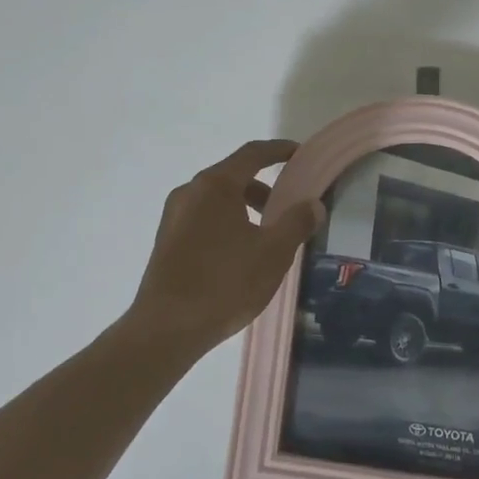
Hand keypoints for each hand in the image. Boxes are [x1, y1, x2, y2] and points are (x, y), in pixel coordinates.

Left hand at [123, 139, 325, 356]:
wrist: (165, 329)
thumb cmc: (224, 284)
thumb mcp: (273, 254)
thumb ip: (296, 223)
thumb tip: (313, 204)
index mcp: (215, 185)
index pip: (252, 153)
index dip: (279, 150)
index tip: (300, 154)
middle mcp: (190, 191)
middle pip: (233, 176)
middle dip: (264, 187)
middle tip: (288, 208)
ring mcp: (174, 216)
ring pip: (217, 199)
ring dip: (245, 208)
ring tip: (266, 238)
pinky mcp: (167, 240)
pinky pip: (203, 218)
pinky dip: (227, 222)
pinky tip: (239, 255)